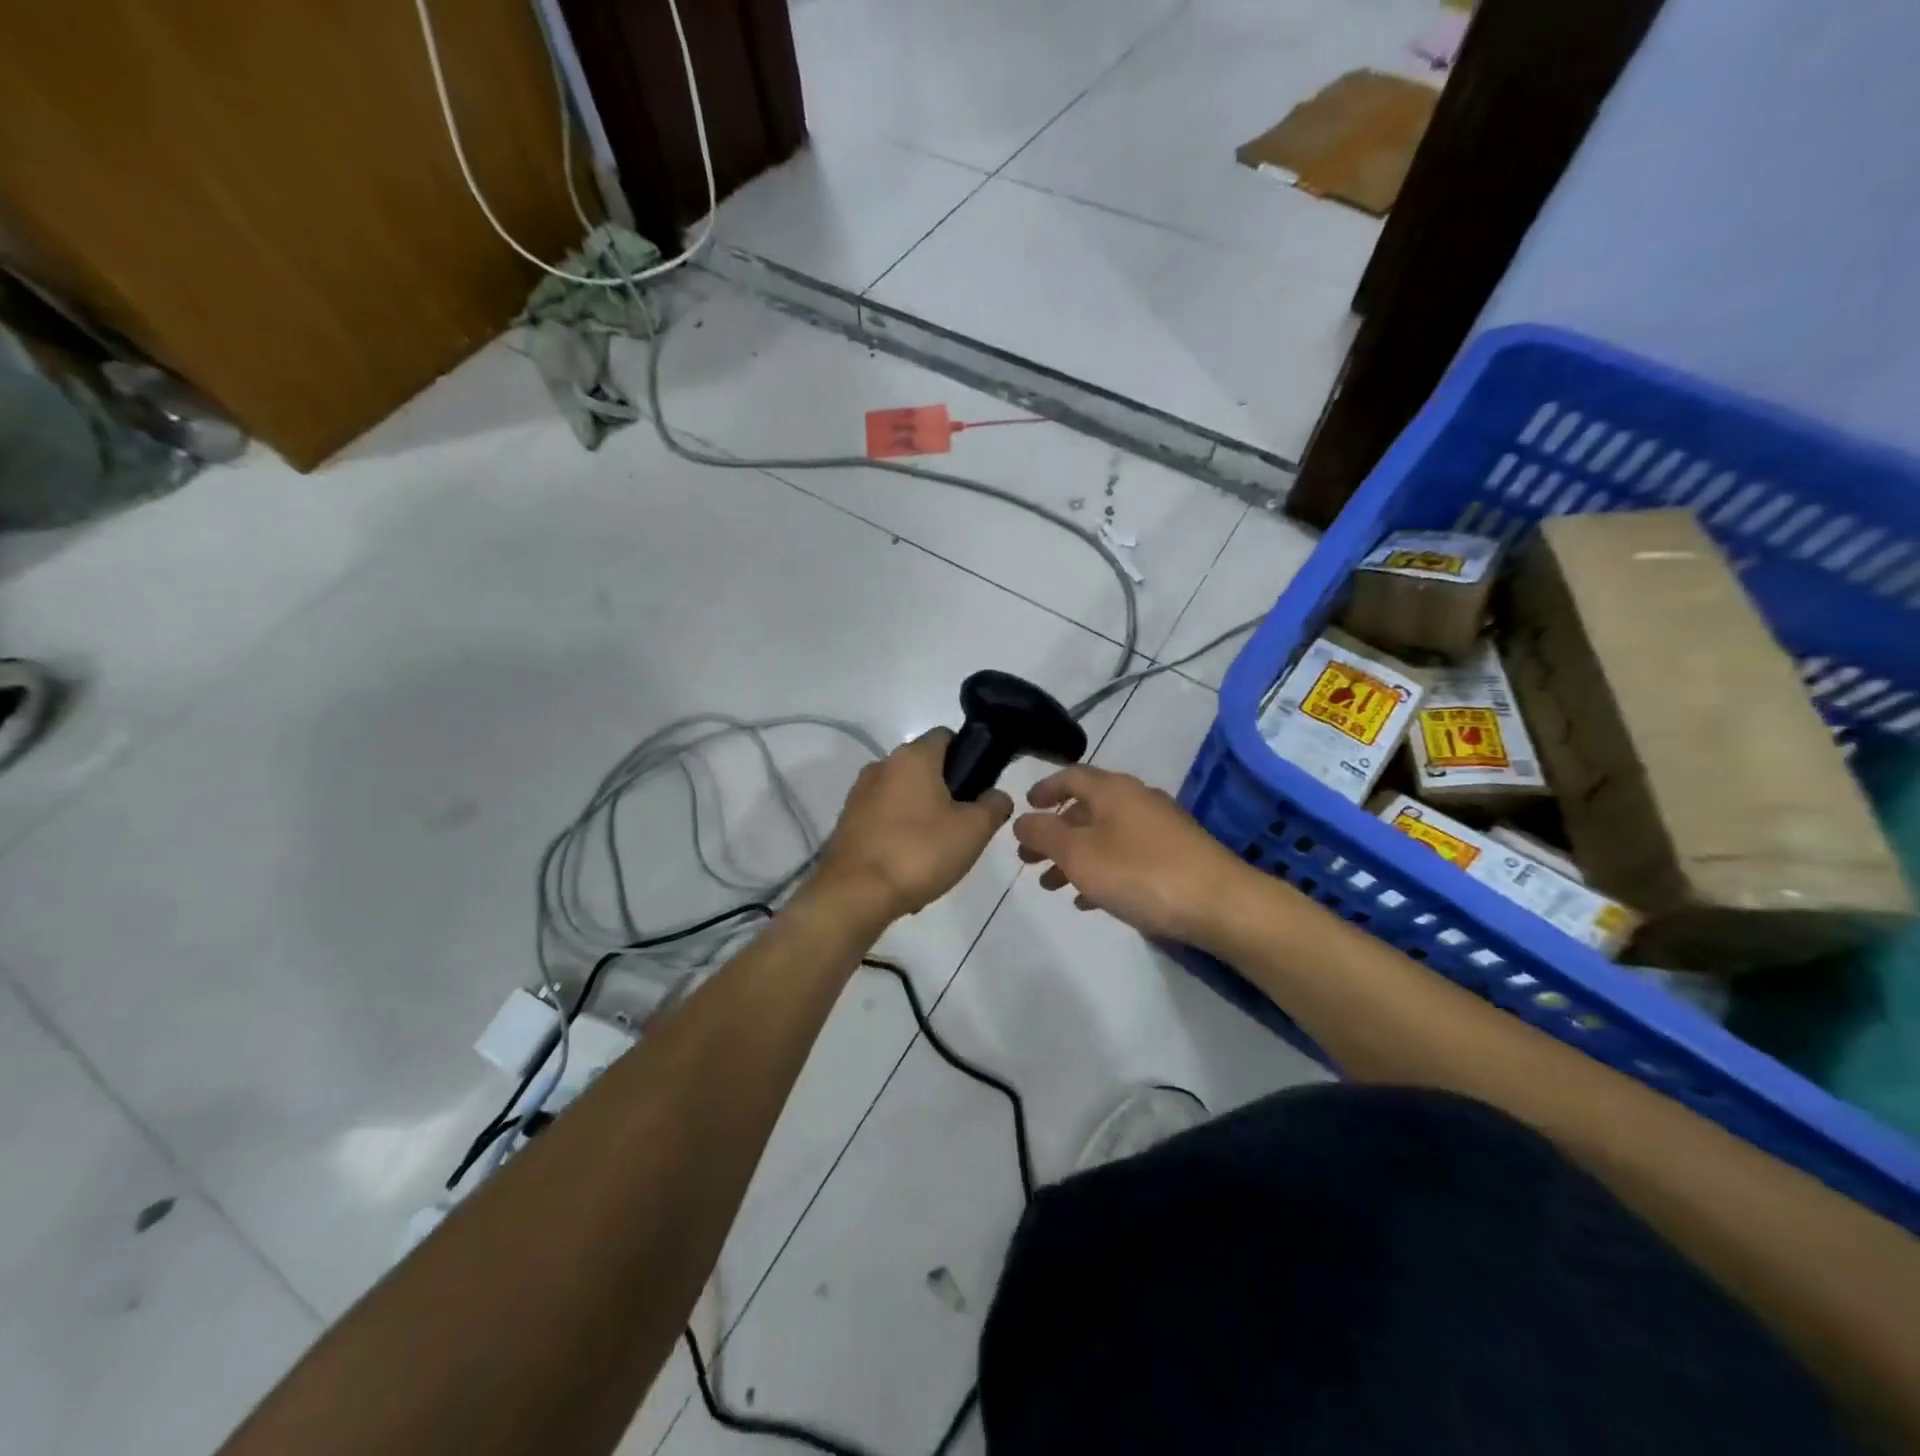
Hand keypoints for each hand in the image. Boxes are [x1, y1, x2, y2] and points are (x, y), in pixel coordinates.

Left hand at [815, 728, 1013, 921]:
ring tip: (937, 851)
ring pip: (903, 795)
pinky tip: (909, 865)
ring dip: (922, 814)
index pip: (946, 736)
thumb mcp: (973, 830)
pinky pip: (884, 819)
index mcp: (913, 757)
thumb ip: (993, 805)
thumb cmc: (919, 852)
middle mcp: (882, 765)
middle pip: (924, 767)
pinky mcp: (847, 822)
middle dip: (946, 790)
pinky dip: (899, 833)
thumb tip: (996, 795)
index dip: (968, 755)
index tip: (979, 786)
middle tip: (964, 825)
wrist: (854, 894)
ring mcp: (860, 794)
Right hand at [1012, 765, 1259, 944]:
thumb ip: (1044, 835)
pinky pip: (1126, 857)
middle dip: (1054, 833)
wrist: (1221, 904)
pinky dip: (1102, 871)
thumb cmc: (1141, 873)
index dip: (1044, 789)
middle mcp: (1136, 800)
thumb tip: (1021, 820)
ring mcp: (1159, 828)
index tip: (1025, 806)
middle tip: (1028, 858)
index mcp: (1112, 790)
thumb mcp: (1080, 854)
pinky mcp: (1175, 856)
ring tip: (1052, 885)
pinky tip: (1089, 900)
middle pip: (1085, 809)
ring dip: (1074, 857)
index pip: (1070, 776)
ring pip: (1105, 836)